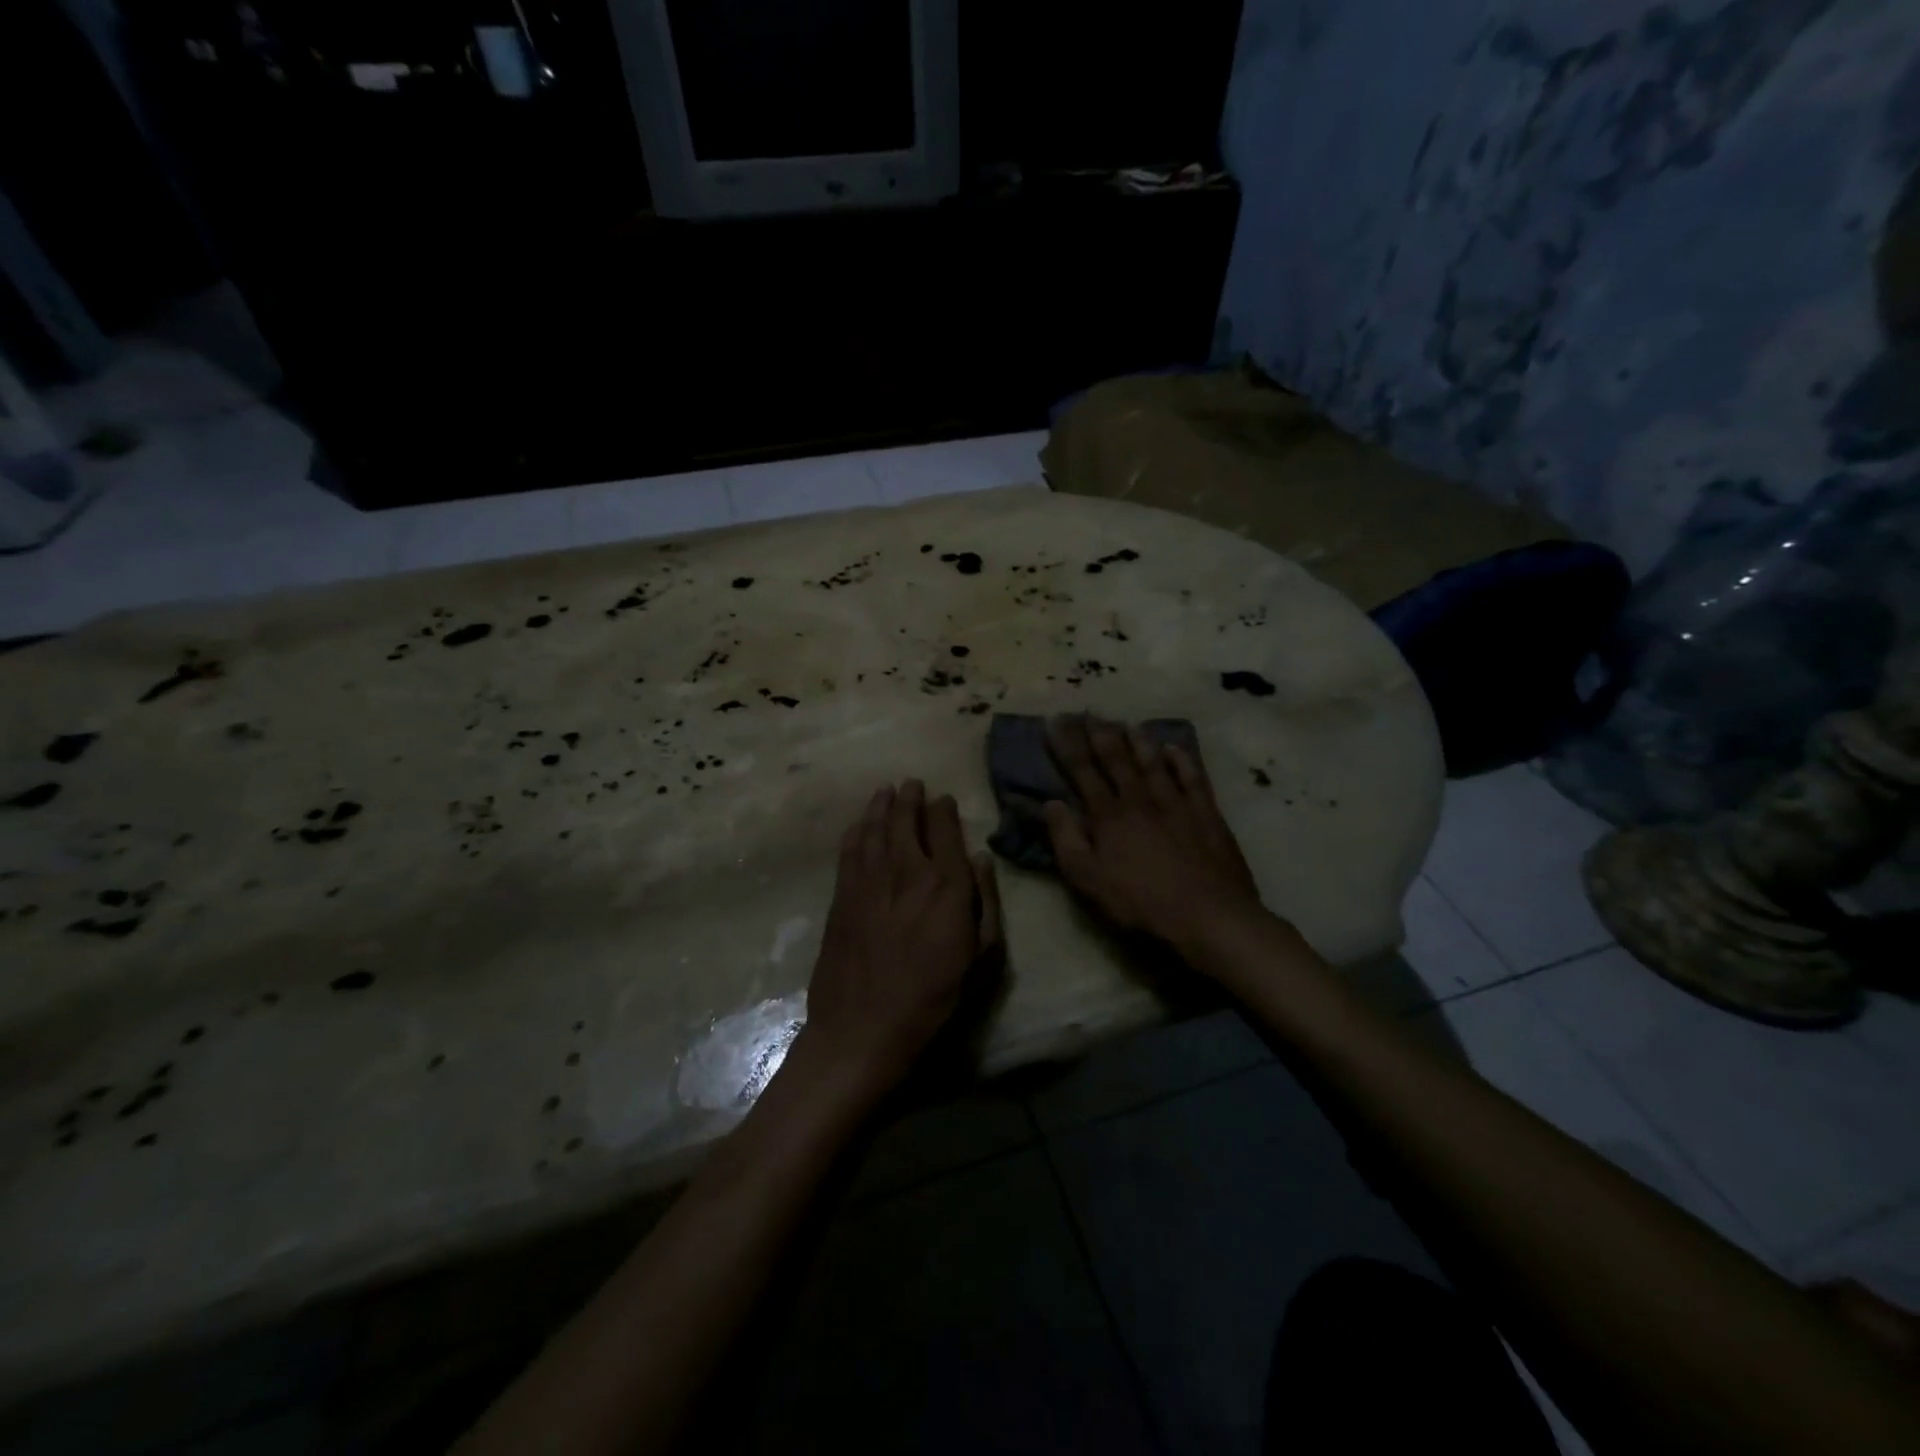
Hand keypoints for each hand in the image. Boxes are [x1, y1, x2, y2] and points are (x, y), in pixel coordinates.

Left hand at [792, 781, 1002, 1105]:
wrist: (864, 1028)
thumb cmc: (934, 999)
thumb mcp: (983, 959)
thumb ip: (986, 902)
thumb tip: (980, 860)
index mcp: (946, 885)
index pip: (945, 830)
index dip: (944, 810)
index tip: (943, 799)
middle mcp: (907, 871)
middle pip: (906, 820)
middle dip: (910, 798)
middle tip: (911, 783)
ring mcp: (868, 881)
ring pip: (875, 828)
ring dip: (881, 806)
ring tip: (886, 791)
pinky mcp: (842, 897)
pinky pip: (849, 850)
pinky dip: (856, 831)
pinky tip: (859, 824)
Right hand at [1042, 715, 1265, 952]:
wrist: (1209, 916)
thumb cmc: (1140, 903)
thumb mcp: (1088, 879)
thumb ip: (1066, 839)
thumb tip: (1050, 803)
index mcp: (1109, 816)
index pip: (1083, 771)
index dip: (1067, 745)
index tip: (1056, 720)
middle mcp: (1141, 800)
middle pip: (1116, 760)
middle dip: (1099, 734)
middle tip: (1088, 711)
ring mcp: (1177, 804)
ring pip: (1153, 763)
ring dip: (1138, 741)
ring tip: (1125, 722)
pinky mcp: (1207, 815)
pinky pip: (1193, 778)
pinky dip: (1182, 761)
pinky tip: (1174, 748)